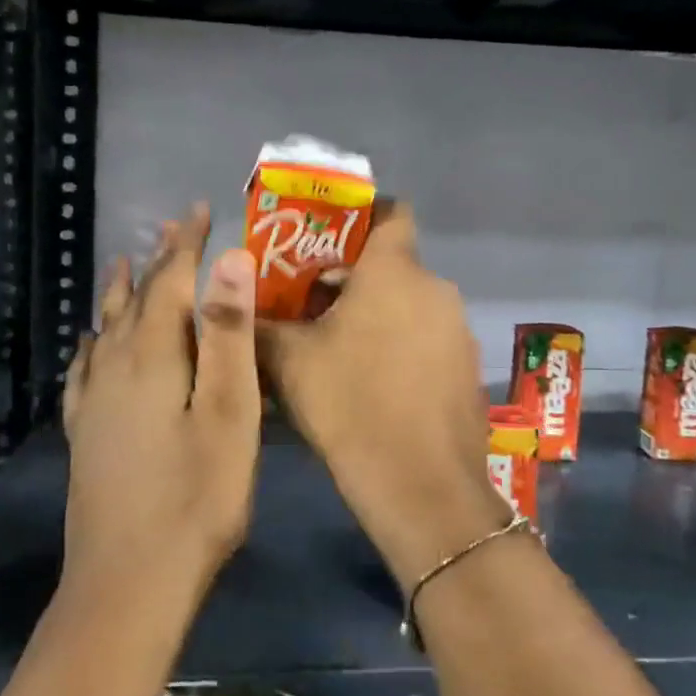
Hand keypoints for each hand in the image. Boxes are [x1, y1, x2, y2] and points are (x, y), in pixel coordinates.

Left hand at [61, 205, 260, 600]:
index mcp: (152, 357)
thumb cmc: (196, 498)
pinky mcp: (85, 436)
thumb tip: (230, 259)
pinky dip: (93, 344)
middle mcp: (115, 369)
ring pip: (107, 330)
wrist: (128, 585)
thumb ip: (227, 334)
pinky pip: (85, 370)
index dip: (187, 244)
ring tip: (124, 264)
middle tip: (173, 228)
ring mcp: (94, 404)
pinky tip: (89, 344)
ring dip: (121, 293)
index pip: (171, 282)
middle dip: (158, 261)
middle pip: (137, 300)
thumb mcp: (229, 412)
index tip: (199, 209)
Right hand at [259, 204, 507, 581]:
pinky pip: (428, 336)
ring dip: (377, 312)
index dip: (360, 213)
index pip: (390, 210)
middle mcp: (435, 288)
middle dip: (352, 276)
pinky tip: (374, 382)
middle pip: (392, 263)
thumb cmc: (351, 405)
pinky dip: (402, 343)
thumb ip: (257, 324)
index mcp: (395, 270)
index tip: (326, 236)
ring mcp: (457, 328)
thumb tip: (229, 304)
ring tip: (336, 346)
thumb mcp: (288, 361)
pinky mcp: (466, 366)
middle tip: (310, 303)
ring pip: (410, 302)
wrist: (422, 486)